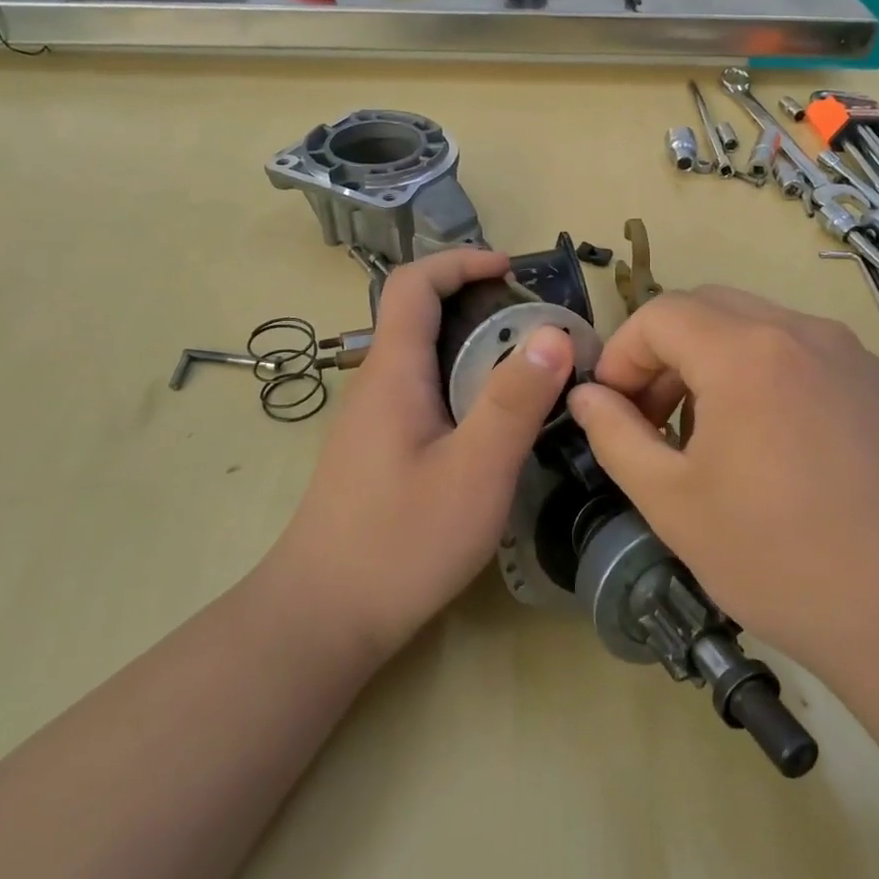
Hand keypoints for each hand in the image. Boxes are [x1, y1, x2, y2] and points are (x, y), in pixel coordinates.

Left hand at [269, 249, 573, 657]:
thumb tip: (555, 333)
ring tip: (529, 371)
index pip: (412, 283)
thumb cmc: (401, 541)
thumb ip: (514, 401)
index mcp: (393, 372)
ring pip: (423, 358)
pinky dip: (462, 384)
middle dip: (478, 303)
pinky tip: (493, 425)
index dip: (460, 261)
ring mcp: (373, 420)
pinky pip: (423, 393)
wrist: (323, 616)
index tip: (511, 270)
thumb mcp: (475, 470)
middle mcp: (376, 384)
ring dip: (473, 347)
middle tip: (538, 328)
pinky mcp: (378, 451)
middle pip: (419, 315)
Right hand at [566, 287, 878, 682]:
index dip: (621, 355)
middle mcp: (801, 332)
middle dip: (662, 353)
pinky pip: (797, 351)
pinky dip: (758, 372)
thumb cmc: (778, 559)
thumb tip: (586, 396)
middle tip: (651, 419)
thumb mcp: (672, 502)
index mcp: (746, 353)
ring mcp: (848, 354)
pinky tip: (763, 442)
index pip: (659, 315)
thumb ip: (615, 436)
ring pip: (754, 326)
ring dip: (709, 361)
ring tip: (703, 435)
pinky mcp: (876, 384)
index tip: (611, 409)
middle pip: (706, 308)